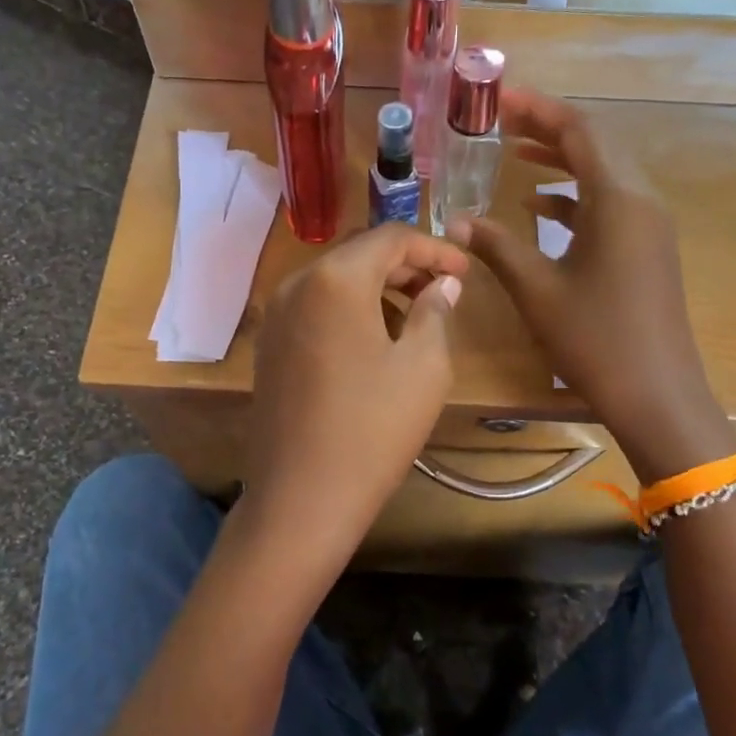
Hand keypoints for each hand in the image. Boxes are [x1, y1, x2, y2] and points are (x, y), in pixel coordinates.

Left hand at [243, 224, 468, 574]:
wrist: (302, 497)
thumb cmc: (373, 429)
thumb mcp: (424, 367)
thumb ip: (435, 311)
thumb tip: (442, 284)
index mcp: (335, 279)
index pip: (391, 238)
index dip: (435, 248)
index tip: (466, 271)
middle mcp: (296, 284)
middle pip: (358, 253)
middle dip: (405, 264)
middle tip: (443, 289)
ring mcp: (276, 316)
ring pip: (334, 279)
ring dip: (376, 286)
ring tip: (413, 317)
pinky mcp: (269, 346)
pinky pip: (314, 307)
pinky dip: (349, 309)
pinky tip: (374, 340)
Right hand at [449, 89, 735, 481]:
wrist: (657, 393)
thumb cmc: (595, 338)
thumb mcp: (538, 290)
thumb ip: (498, 247)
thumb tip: (456, 221)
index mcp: (617, 199)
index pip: (579, 131)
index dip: (538, 109)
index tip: (499, 99)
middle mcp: (640, 200)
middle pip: (595, 145)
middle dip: (547, 129)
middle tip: (501, 121)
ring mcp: (649, 225)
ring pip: (603, 174)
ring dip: (562, 161)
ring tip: (515, 154)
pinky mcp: (648, 248)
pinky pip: (610, 204)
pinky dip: (575, 196)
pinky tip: (541, 208)